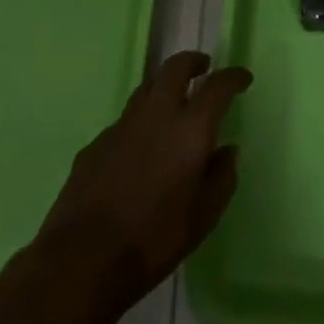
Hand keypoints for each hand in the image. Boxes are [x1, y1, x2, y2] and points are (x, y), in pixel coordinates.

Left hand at [6, 51, 250, 323]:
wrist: (81, 261)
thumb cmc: (153, 241)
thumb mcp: (203, 218)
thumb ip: (221, 178)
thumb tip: (226, 151)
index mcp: (189, 129)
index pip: (217, 86)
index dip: (233, 77)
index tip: (243, 79)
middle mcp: (156, 114)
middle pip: (175, 67)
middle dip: (193, 62)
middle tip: (204, 68)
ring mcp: (122, 126)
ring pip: (147, 88)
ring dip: (164, 86)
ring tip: (173, 102)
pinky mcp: (96, 143)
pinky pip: (125, 121)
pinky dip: (140, 122)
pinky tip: (140, 149)